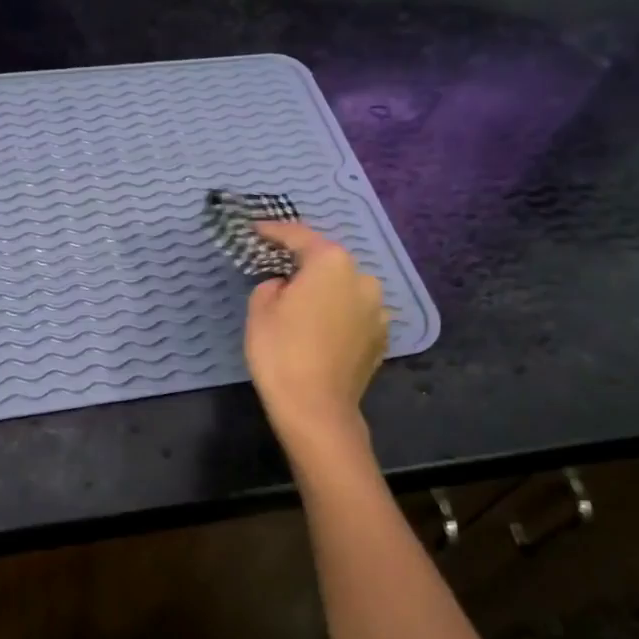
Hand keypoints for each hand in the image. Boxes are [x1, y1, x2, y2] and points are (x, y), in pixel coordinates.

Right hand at [244, 221, 387, 444]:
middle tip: (278, 272)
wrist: (316, 409)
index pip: (299, 236)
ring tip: (303, 308)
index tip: (256, 230)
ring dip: (325, 291)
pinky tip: (321, 331)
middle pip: (327, 262)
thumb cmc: (281, 352)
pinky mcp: (382, 337)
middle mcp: (363, 277)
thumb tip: (286, 287)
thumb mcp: (259, 309)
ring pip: (344, 289)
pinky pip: (355, 314)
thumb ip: (272, 284)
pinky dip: (339, 315)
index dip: (274, 231)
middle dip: (304, 264)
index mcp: (331, 262)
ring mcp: (378, 309)